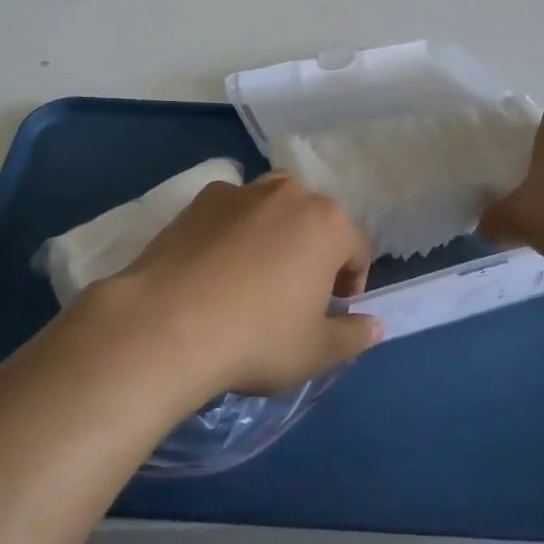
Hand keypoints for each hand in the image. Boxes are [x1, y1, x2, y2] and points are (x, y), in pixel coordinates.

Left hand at [85, 173, 381, 399]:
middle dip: (313, 252)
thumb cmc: (257, 338)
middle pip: (315, 220)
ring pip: (273, 208)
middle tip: (295, 294)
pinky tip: (215, 267)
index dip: (351, 283)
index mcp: (327, 223)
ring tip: (254, 275)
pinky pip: (232, 211)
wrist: (169, 324)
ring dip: (275, 233)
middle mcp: (289, 194)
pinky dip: (233, 230)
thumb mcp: (316, 352)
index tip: (332, 311)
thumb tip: (374, 325)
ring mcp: (242, 191)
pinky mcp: (201, 198)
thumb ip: (353, 335)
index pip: (357, 248)